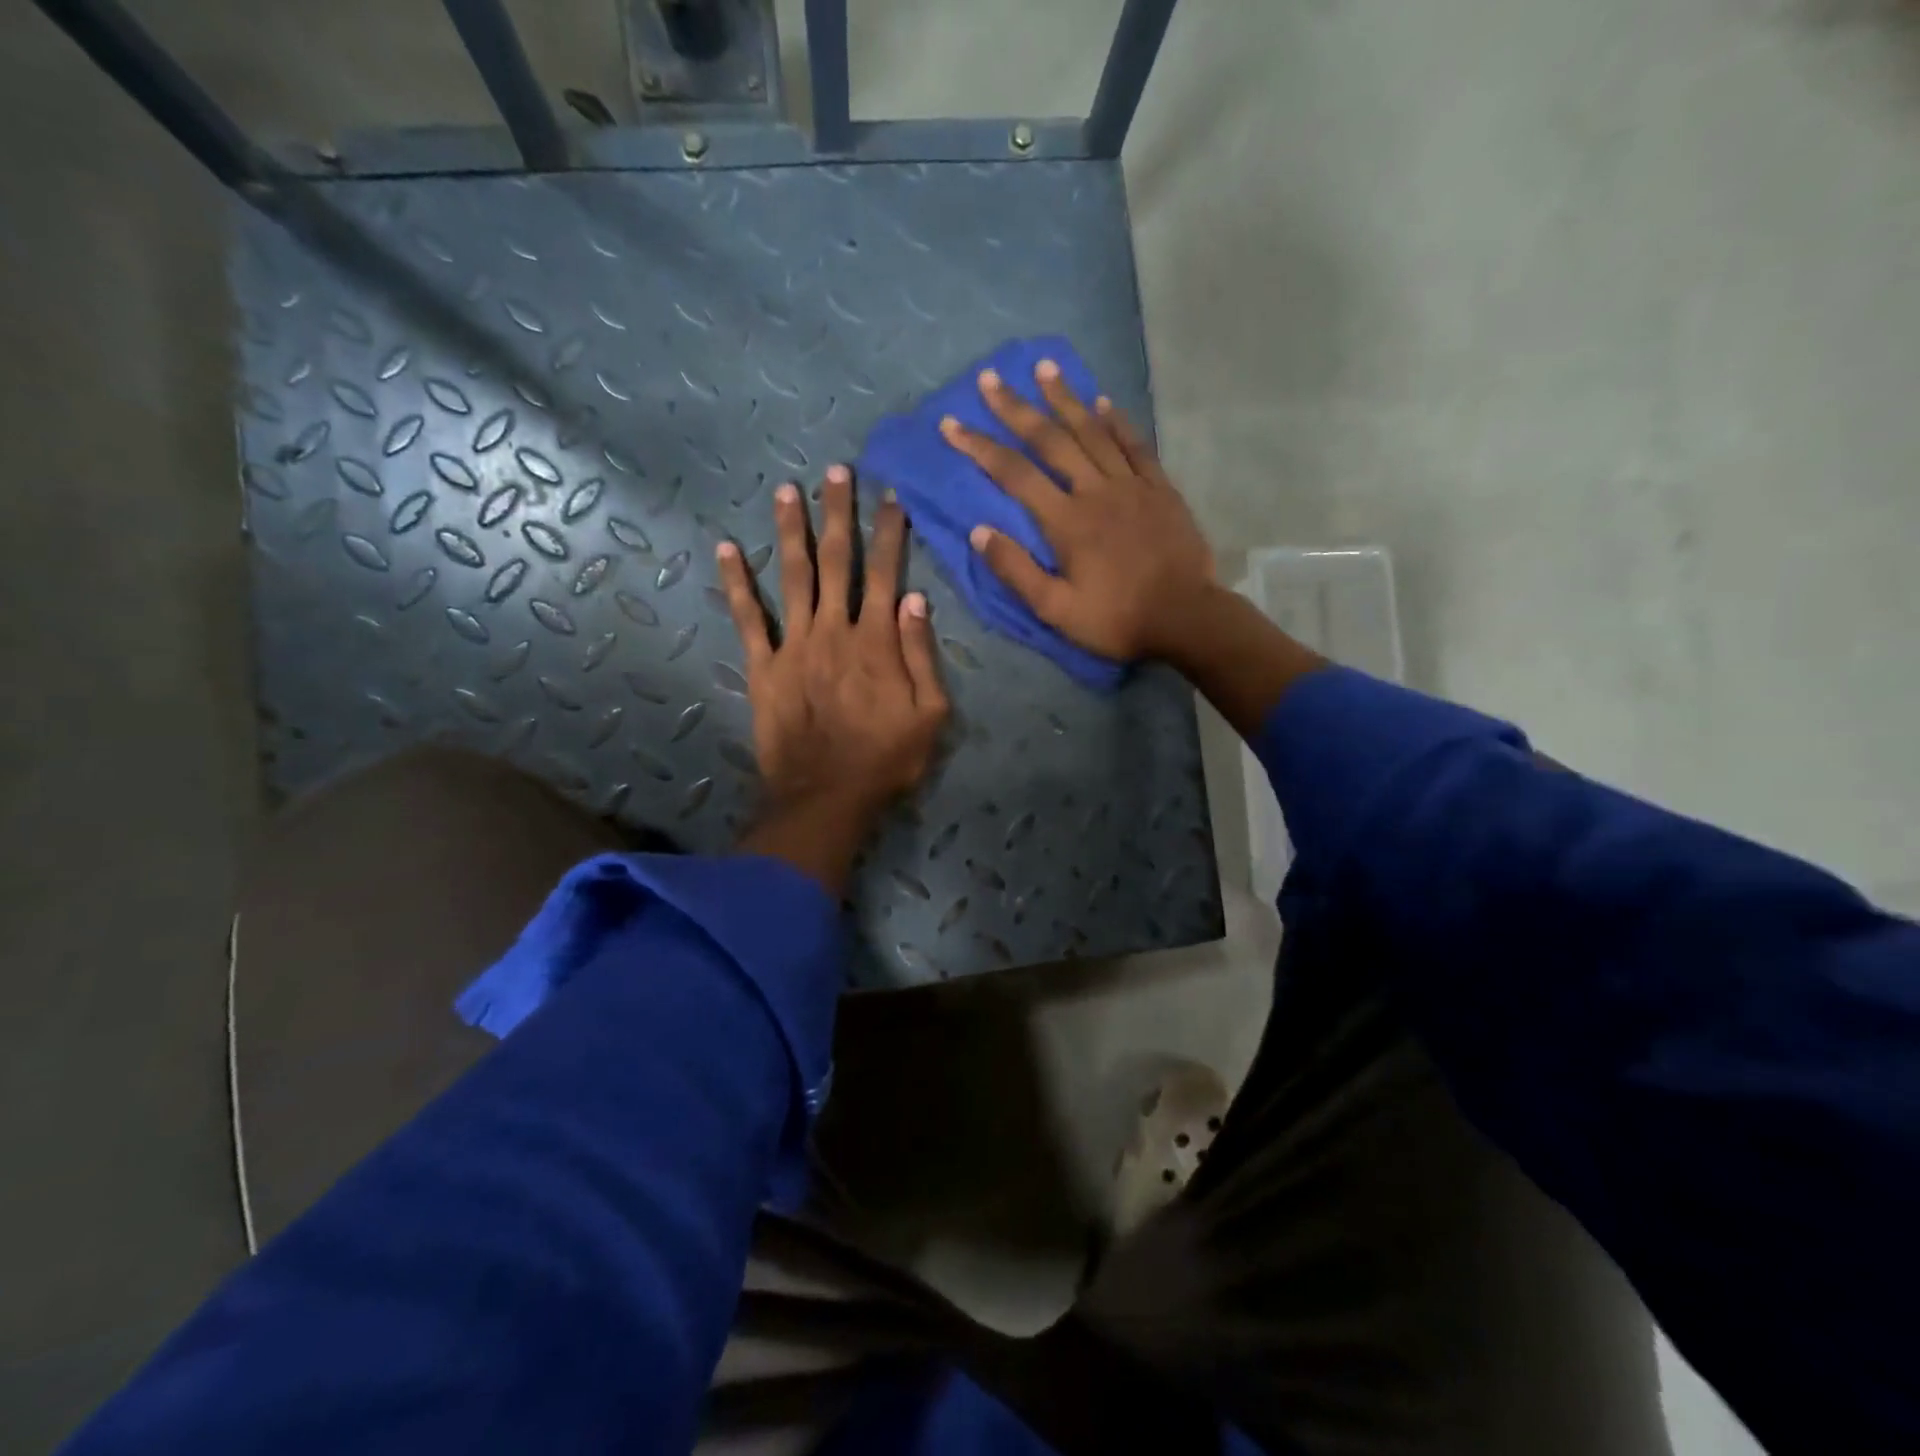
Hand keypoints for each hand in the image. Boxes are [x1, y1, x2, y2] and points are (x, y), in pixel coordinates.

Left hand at [716, 465, 948, 892]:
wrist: (827, 796)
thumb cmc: (886, 759)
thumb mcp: (930, 714)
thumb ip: (922, 654)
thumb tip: (914, 597)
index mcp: (877, 640)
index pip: (885, 573)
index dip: (889, 533)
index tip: (890, 497)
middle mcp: (834, 629)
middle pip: (837, 561)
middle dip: (838, 514)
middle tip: (835, 472)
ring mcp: (794, 645)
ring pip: (792, 576)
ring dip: (791, 531)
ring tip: (787, 490)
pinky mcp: (763, 667)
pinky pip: (748, 618)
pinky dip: (736, 583)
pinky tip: (726, 549)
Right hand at [938, 360, 1216, 661]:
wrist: (1185, 617)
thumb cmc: (1116, 619)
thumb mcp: (1056, 609)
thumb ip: (1016, 570)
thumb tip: (979, 531)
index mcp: (1066, 522)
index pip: (1014, 474)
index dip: (980, 447)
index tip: (951, 425)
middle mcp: (1095, 491)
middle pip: (1050, 440)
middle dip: (1016, 408)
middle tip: (991, 377)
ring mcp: (1131, 485)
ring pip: (1093, 431)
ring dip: (1065, 398)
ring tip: (1044, 367)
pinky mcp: (1160, 488)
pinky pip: (1135, 445)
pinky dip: (1117, 421)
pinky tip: (1103, 401)